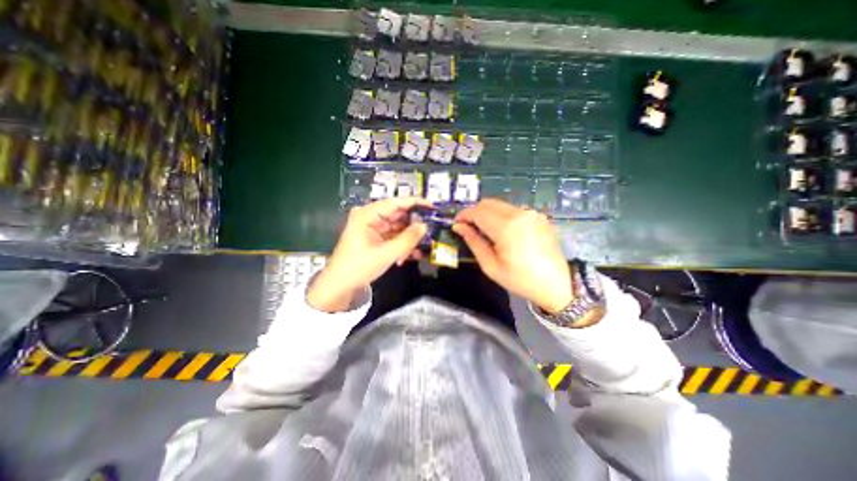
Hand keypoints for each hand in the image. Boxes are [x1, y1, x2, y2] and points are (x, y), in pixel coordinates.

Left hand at [306, 197, 427, 313]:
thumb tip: (425, 226)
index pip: (396, 203)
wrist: (340, 285)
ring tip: (422, 247)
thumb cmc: (359, 267)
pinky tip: (413, 253)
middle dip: (414, 225)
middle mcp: (371, 217)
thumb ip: (407, 239)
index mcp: (368, 214)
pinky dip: (403, 244)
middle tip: (431, 231)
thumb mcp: (386, 254)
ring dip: (409, 238)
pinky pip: (394, 236)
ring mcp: (374, 228)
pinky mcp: (376, 238)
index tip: (432, 207)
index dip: (415, 203)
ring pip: (398, 227)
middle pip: (398, 215)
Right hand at [451, 198, 571, 313]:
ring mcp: (531, 213)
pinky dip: (501, 215)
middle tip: (468, 227)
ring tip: (483, 230)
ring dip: (488, 213)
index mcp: (507, 227)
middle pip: (489, 203)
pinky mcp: (538, 217)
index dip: (464, 215)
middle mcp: (520, 213)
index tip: (457, 223)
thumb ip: (474, 242)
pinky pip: (513, 210)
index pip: (478, 211)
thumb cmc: (521, 280)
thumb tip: (459, 227)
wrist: (557, 285)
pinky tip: (501, 231)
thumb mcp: (491, 266)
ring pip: (501, 205)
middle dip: (474, 212)